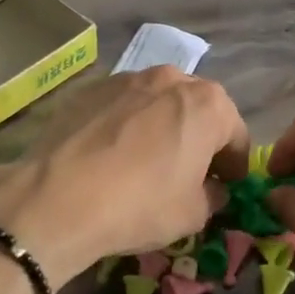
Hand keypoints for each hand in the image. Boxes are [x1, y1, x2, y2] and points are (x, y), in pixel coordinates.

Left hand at [0, 68, 247, 285]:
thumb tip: (211, 189)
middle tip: (190, 172)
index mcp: (208, 104)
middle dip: (200, 138)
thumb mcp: (193, 215)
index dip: (235, 165)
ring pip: (158, 103)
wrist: (58, 197)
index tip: (227, 186)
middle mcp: (172, 78)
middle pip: (198, 109)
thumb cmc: (140, 204)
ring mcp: (127, 78)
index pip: (236, 134)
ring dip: (163, 126)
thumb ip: (212, 196)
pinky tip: (112, 155)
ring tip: (147, 161)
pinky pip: (122, 106)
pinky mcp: (90, 88)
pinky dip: (126, 125)